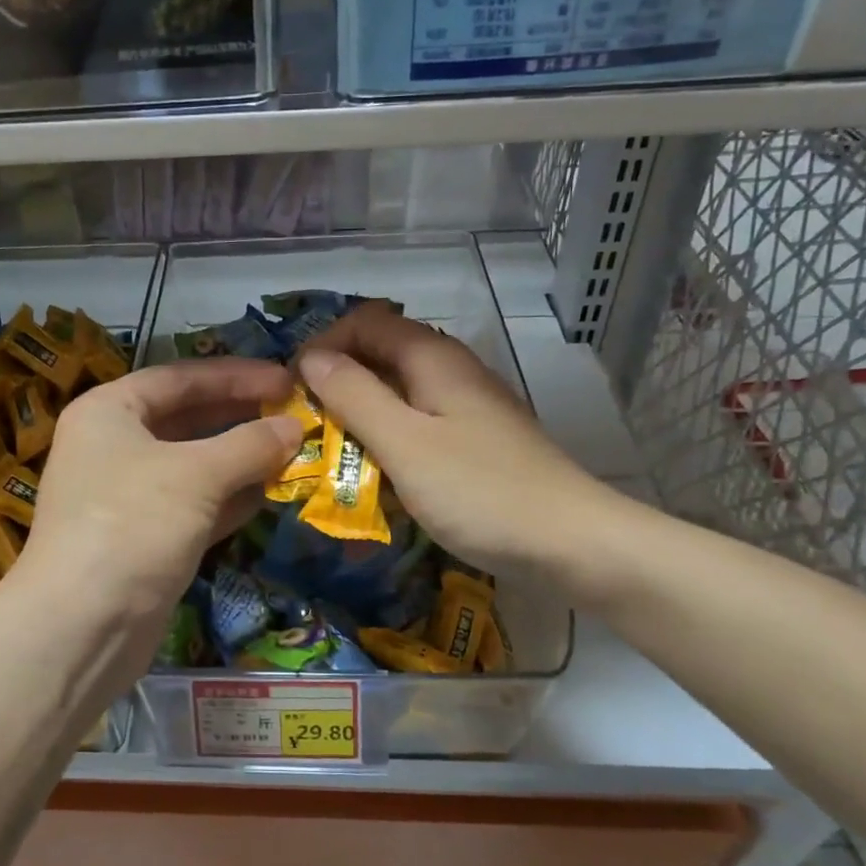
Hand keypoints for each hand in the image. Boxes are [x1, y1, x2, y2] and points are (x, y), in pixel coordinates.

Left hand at [19, 358, 302, 627]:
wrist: (82, 626)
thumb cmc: (133, 524)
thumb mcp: (196, 474)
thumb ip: (249, 445)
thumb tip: (293, 426)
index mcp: (108, 411)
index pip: (179, 378)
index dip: (235, 375)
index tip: (285, 379)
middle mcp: (113, 447)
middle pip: (186, 419)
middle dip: (241, 417)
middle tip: (295, 413)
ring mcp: (128, 497)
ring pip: (195, 466)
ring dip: (242, 459)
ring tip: (295, 451)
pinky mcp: (146, 539)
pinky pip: (195, 505)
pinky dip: (231, 499)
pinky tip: (271, 493)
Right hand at [297, 306, 623, 581]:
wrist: (571, 544)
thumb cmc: (480, 491)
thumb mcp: (404, 443)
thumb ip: (355, 396)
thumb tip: (311, 358)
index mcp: (434, 358)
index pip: (365, 320)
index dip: (324, 344)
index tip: (293, 388)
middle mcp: (452, 371)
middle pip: (382, 353)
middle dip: (337, 380)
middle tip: (306, 424)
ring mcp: (467, 407)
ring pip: (398, 391)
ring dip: (359, 413)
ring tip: (331, 450)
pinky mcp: (475, 441)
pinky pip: (418, 424)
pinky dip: (387, 438)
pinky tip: (376, 473)